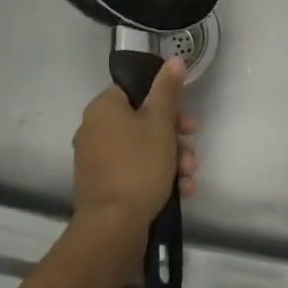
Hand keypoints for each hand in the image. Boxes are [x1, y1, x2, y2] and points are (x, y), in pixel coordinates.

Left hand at [71, 57, 198, 247]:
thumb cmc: (138, 166)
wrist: (113, 228)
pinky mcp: (104, 186)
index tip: (186, 116)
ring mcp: (97, 160)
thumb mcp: (160, 123)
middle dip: (175, 137)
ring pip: (143, 149)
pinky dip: (158, 178)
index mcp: (103, 108)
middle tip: (192, 148)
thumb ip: (168, 90)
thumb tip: (174, 59)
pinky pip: (135, 171)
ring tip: (190, 177)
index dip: (165, 101)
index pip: (136, 90)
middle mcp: (94, 129)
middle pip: (142, 121)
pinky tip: (181, 192)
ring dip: (172, 160)